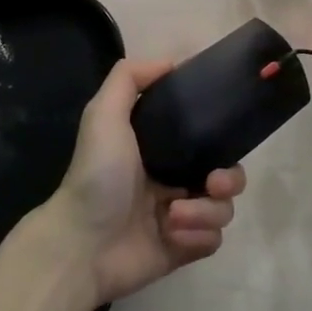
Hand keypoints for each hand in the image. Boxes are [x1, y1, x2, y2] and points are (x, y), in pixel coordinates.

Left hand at [41, 58, 246, 305]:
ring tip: (173, 215)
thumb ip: (129, 78)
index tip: (224, 134)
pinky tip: (172, 234)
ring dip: (206, 211)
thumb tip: (171, 62)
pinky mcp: (184, 248)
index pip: (205, 138)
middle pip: (226, 173)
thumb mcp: (104, 114)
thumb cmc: (96, 175)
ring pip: (223, 208)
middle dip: (229, 178)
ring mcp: (181, 216)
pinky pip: (214, 239)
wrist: (82, 243)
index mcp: (159, 149)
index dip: (220, 136)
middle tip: (213, 183)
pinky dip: (198, 235)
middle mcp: (173, 180)